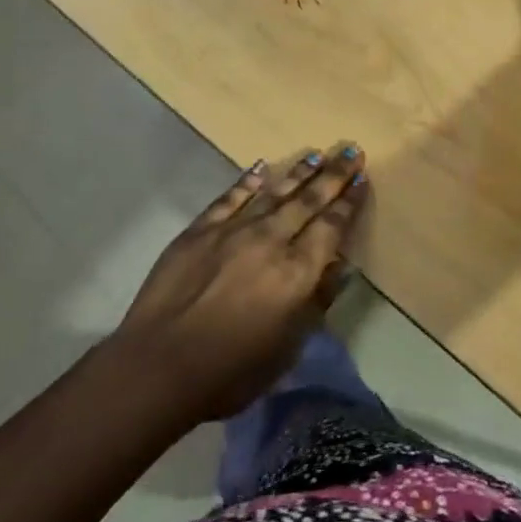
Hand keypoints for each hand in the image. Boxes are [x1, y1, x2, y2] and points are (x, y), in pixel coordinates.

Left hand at [111, 146, 368, 422]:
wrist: (159, 365)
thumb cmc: (231, 371)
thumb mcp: (287, 348)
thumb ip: (316, 302)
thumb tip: (338, 266)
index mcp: (296, 272)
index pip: (330, 227)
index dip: (348, 202)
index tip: (362, 179)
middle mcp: (270, 240)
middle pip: (308, 201)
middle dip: (333, 175)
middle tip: (350, 150)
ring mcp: (233, 230)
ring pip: (274, 193)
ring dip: (298, 173)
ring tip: (316, 154)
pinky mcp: (200, 230)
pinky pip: (230, 197)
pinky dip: (248, 182)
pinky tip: (261, 167)